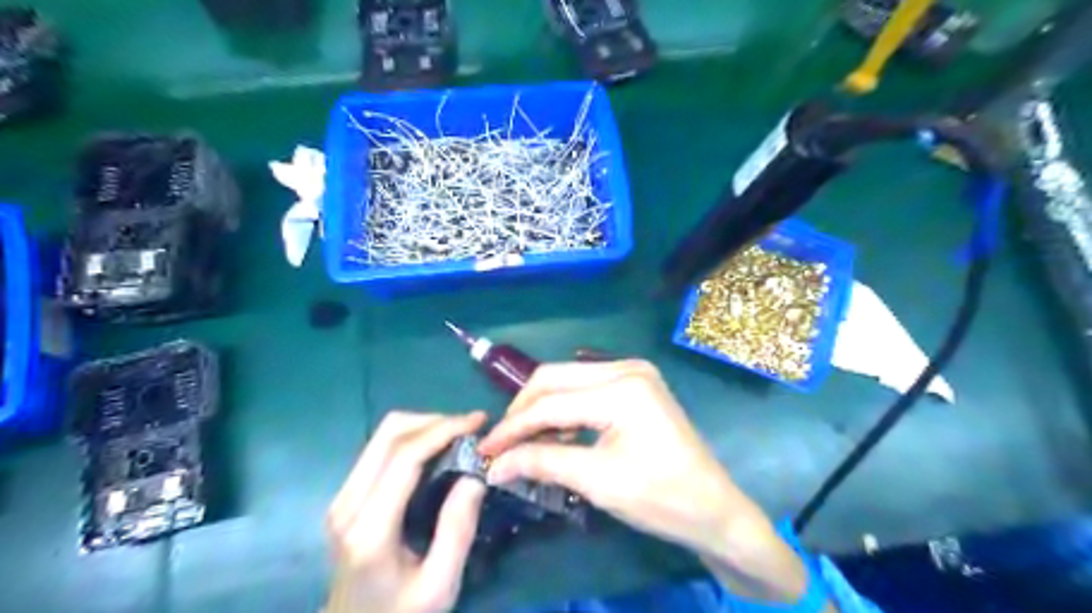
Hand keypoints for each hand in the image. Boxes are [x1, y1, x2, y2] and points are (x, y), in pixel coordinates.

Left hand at [321, 410, 487, 612]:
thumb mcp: (440, 586)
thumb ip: (458, 530)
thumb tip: (475, 474)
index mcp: (370, 529)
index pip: (405, 456)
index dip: (444, 429)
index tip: (479, 421)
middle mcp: (348, 504)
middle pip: (389, 433)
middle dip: (435, 420)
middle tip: (472, 429)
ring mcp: (342, 497)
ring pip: (383, 435)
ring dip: (424, 426)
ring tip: (459, 436)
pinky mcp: (346, 495)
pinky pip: (380, 448)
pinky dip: (413, 438)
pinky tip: (437, 449)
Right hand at [479, 362, 819, 604]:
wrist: (713, 508)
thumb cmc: (662, 497)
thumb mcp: (598, 481)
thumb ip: (543, 463)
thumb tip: (495, 465)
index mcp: (622, 388)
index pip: (551, 403)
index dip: (514, 427)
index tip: (485, 450)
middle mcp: (627, 367)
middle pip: (555, 378)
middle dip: (523, 410)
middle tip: (500, 442)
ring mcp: (634, 371)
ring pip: (568, 380)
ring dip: (542, 408)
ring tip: (522, 440)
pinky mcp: (635, 383)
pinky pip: (586, 387)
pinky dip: (565, 408)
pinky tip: (554, 432)